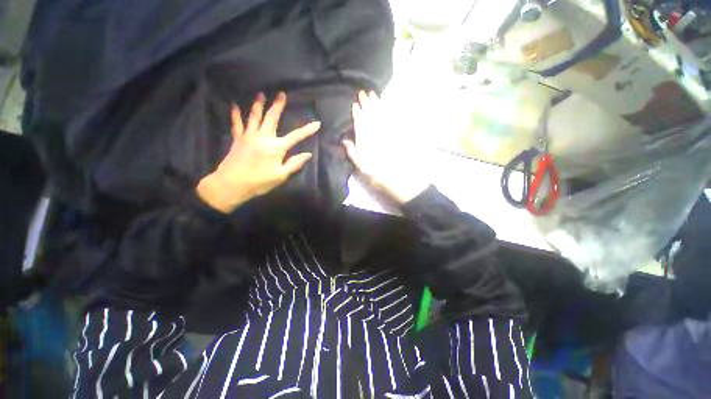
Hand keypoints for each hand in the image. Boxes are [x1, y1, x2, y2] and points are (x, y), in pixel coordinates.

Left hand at [197, 92, 320, 212]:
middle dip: (278, 106)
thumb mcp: (281, 175)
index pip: (296, 136)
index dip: (307, 130)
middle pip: (272, 118)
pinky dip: (236, 114)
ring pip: (254, 116)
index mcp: (276, 147)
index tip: (317, 123)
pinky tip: (234, 105)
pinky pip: (236, 124)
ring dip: (258, 104)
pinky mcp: (238, 139)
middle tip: (281, 94)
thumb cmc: (259, 182)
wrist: (232, 184)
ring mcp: (249, 136)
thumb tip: (308, 154)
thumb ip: (294, 163)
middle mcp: (263, 137)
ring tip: (261, 94)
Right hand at [343, 91, 427, 204]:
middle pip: (370, 114)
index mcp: (365, 139)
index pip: (360, 122)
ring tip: (373, 95)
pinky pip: (392, 119)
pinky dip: (388, 111)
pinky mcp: (397, 134)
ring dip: (377, 103)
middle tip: (363, 93)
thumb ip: (352, 152)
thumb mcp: (359, 166)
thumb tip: (345, 140)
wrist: (397, 179)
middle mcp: (376, 132)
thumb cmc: (375, 175)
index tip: (355, 104)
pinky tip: (386, 107)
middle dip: (366, 103)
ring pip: (381, 114)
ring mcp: (387, 132)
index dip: (357, 113)